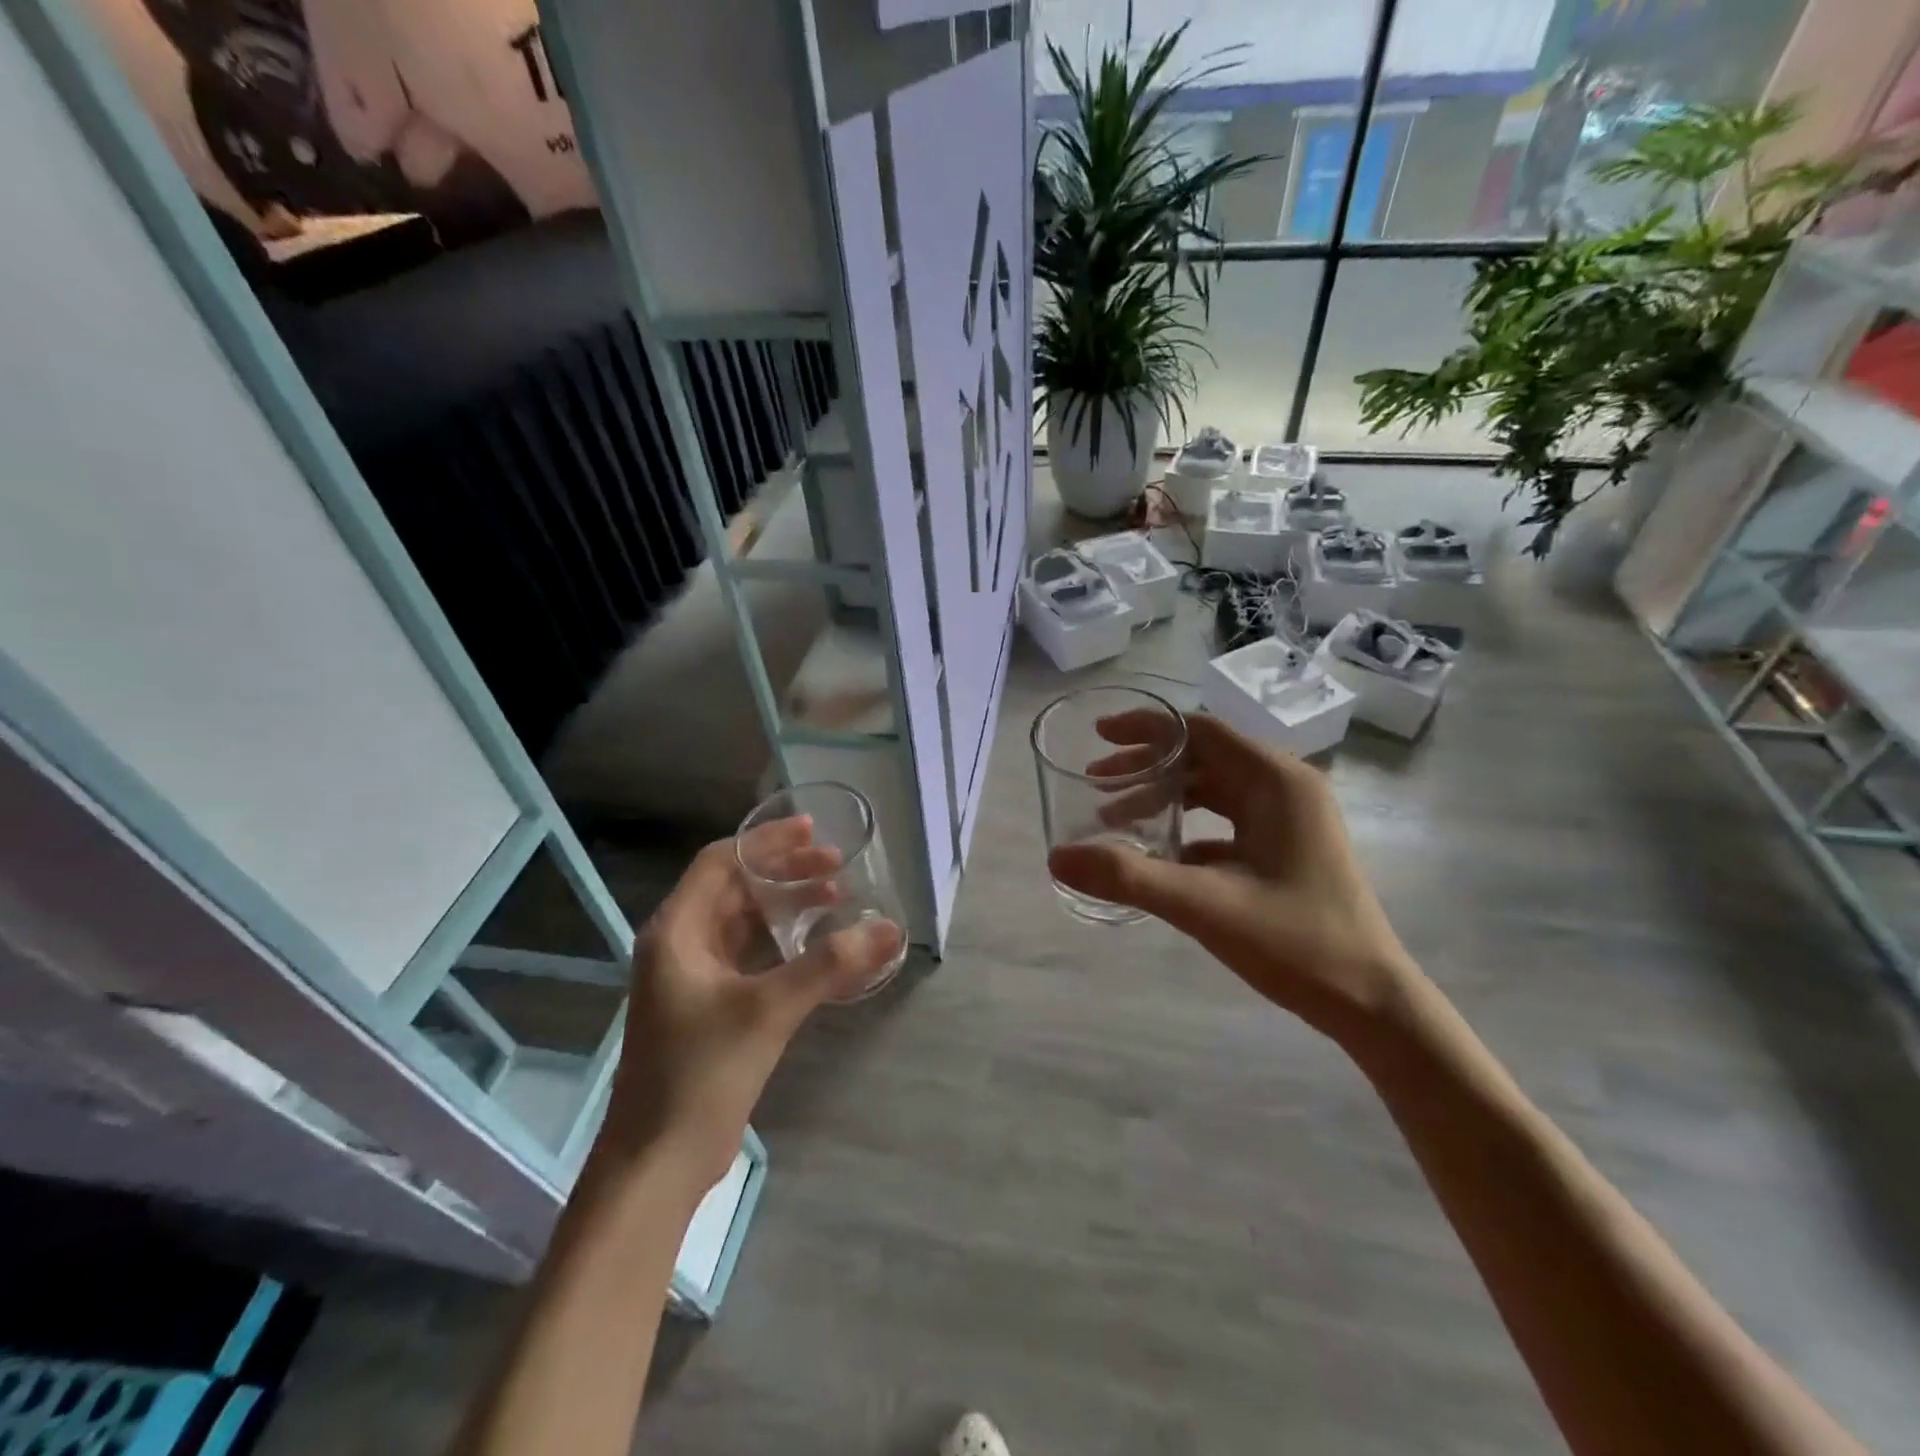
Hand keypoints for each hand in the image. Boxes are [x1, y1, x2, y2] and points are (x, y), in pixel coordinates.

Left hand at [601, 820, 902, 1189]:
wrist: (659, 1162)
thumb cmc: (702, 1073)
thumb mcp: (769, 1010)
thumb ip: (830, 965)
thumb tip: (889, 928)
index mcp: (676, 931)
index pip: (721, 862)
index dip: (767, 842)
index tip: (813, 831)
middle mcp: (679, 945)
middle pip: (734, 888)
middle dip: (784, 872)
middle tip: (836, 865)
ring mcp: (692, 978)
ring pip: (743, 922)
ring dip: (786, 906)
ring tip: (835, 897)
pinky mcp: (708, 1007)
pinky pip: (749, 956)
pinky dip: (782, 943)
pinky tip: (818, 948)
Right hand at [1049, 713, 1421, 1043]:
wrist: (1373, 1002)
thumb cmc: (1297, 943)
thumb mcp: (1204, 905)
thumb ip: (1128, 877)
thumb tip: (1057, 857)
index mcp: (1275, 781)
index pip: (1200, 730)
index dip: (1146, 728)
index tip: (1098, 736)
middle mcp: (1285, 787)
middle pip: (1204, 755)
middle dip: (1147, 764)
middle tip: (1096, 780)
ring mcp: (1290, 818)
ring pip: (1214, 789)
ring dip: (1164, 797)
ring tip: (1114, 817)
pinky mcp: (1287, 848)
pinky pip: (1226, 821)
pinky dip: (1187, 828)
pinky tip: (1156, 856)